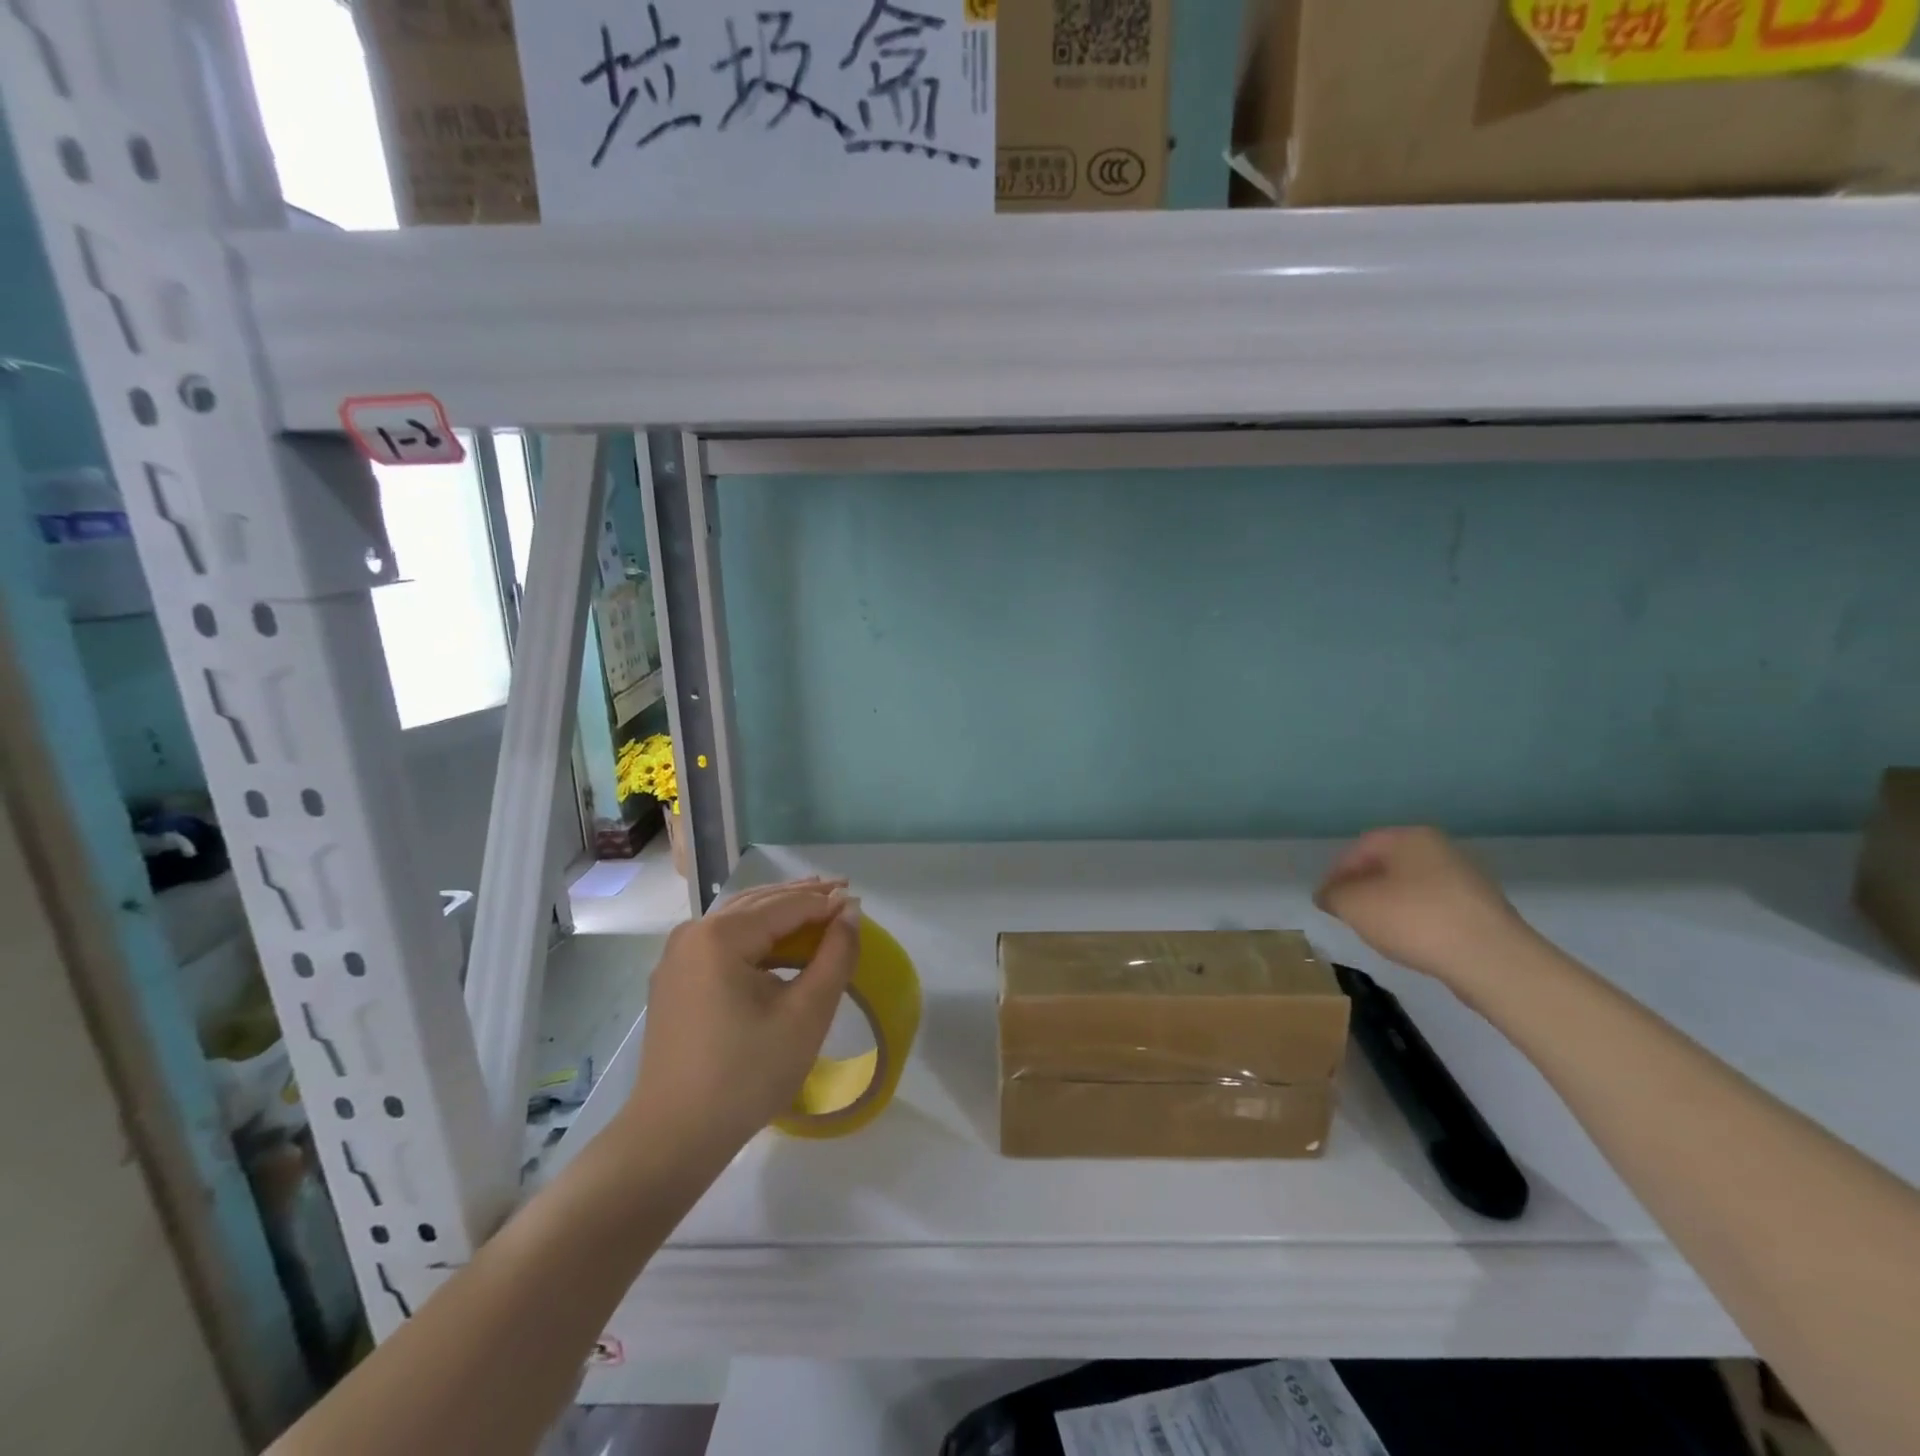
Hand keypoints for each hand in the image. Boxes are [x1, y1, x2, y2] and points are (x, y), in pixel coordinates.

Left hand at [622, 878, 860, 1160]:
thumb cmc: (747, 1074)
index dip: (826, 902)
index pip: (786, 905)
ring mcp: (677, 957)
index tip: (859, 901)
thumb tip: (850, 912)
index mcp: (720, 935)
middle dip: (802, 897)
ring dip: (780, 912)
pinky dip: (757, 936)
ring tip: (817, 906)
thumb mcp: (806, 1014)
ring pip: (740, 920)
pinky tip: (780, 943)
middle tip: (843, 890)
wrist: (674, 1136)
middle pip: (759, 903)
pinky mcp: (674, 980)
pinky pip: (723, 942)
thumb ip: (835, 956)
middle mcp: (693, 934)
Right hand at [1314, 826, 1535, 987]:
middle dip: (1363, 889)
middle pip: (1387, 866)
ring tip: (1378, 933)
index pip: (1359, 849)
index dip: (1335, 874)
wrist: (1492, 960)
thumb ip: (1332, 895)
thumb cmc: (1414, 920)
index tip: (1326, 901)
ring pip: (1411, 888)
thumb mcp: (1354, 905)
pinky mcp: (1482, 910)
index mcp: (1409, 837)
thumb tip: (1329, 895)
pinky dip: (1416, 921)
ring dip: (1389, 906)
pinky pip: (1434, 909)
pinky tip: (1411, 942)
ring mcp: (1465, 879)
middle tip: (1348, 914)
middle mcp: (1439, 849)